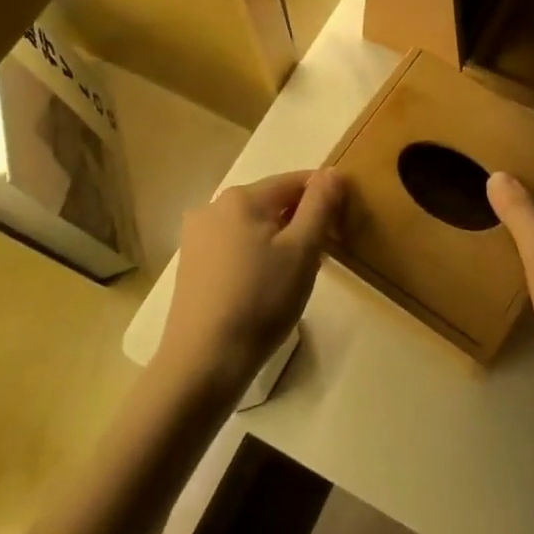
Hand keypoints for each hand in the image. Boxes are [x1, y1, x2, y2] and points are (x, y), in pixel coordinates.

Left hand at [157, 169, 345, 396]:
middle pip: (273, 202)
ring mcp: (197, 237)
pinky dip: (258, 256)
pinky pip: (236, 247)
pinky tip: (266, 288)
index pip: (295, 181)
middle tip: (321, 258)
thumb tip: (333, 171)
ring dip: (281, 241)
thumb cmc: (261, 300)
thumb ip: (320, 205)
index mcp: (241, 197)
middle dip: (302, 222)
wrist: (204, 361)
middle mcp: (213, 207)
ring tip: (295, 277)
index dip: (324, 198)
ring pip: (255, 226)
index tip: (342, 227)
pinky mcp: (192, 265)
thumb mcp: (302, 250)